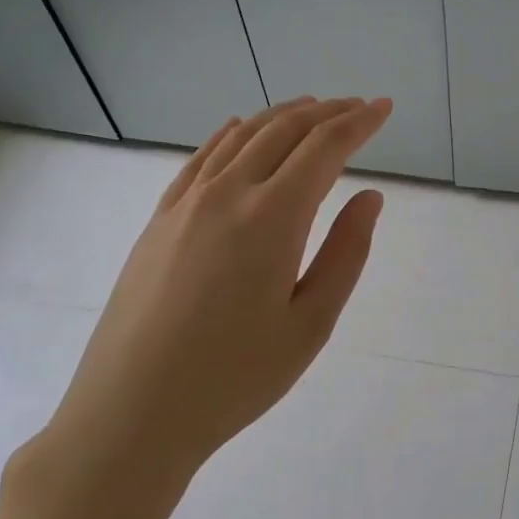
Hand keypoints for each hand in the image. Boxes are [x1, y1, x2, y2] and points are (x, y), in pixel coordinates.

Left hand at [0, 96, 391, 518]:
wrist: (133, 412)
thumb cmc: (235, 377)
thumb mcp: (311, 323)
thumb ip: (346, 253)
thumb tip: (369, 198)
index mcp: (272, 218)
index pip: (324, 148)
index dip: (359, 123)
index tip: (385, 107)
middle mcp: (227, 195)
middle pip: (283, 131)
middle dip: (326, 112)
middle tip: (358, 107)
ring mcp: (185, 204)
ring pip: (241, 137)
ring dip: (282, 116)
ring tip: (312, 108)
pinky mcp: (159, 221)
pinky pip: (200, 159)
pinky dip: (231, 135)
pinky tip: (240, 130)